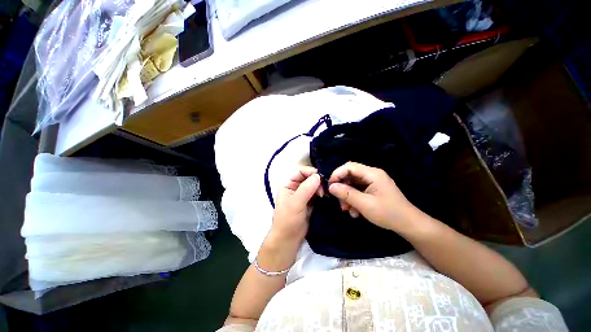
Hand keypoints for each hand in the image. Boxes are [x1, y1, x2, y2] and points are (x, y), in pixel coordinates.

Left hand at [269, 166, 320, 246]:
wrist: (289, 239)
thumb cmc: (288, 220)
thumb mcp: (295, 203)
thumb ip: (306, 189)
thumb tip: (318, 176)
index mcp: (287, 183)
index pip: (300, 171)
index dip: (310, 172)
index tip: (321, 178)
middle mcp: (295, 186)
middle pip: (308, 177)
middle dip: (317, 181)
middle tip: (324, 189)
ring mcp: (303, 193)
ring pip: (314, 184)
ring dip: (321, 187)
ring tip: (325, 195)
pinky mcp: (310, 201)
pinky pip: (317, 193)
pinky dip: (322, 193)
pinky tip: (326, 197)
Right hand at [328, 162, 427, 234]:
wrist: (408, 224)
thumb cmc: (388, 213)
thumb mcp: (364, 204)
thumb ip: (347, 194)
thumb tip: (331, 186)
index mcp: (372, 174)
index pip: (349, 166)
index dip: (337, 174)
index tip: (330, 187)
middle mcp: (372, 175)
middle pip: (350, 175)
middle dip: (342, 188)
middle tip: (339, 202)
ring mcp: (373, 182)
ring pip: (352, 184)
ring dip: (347, 196)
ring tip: (347, 210)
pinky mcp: (373, 190)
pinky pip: (358, 191)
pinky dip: (354, 200)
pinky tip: (355, 212)